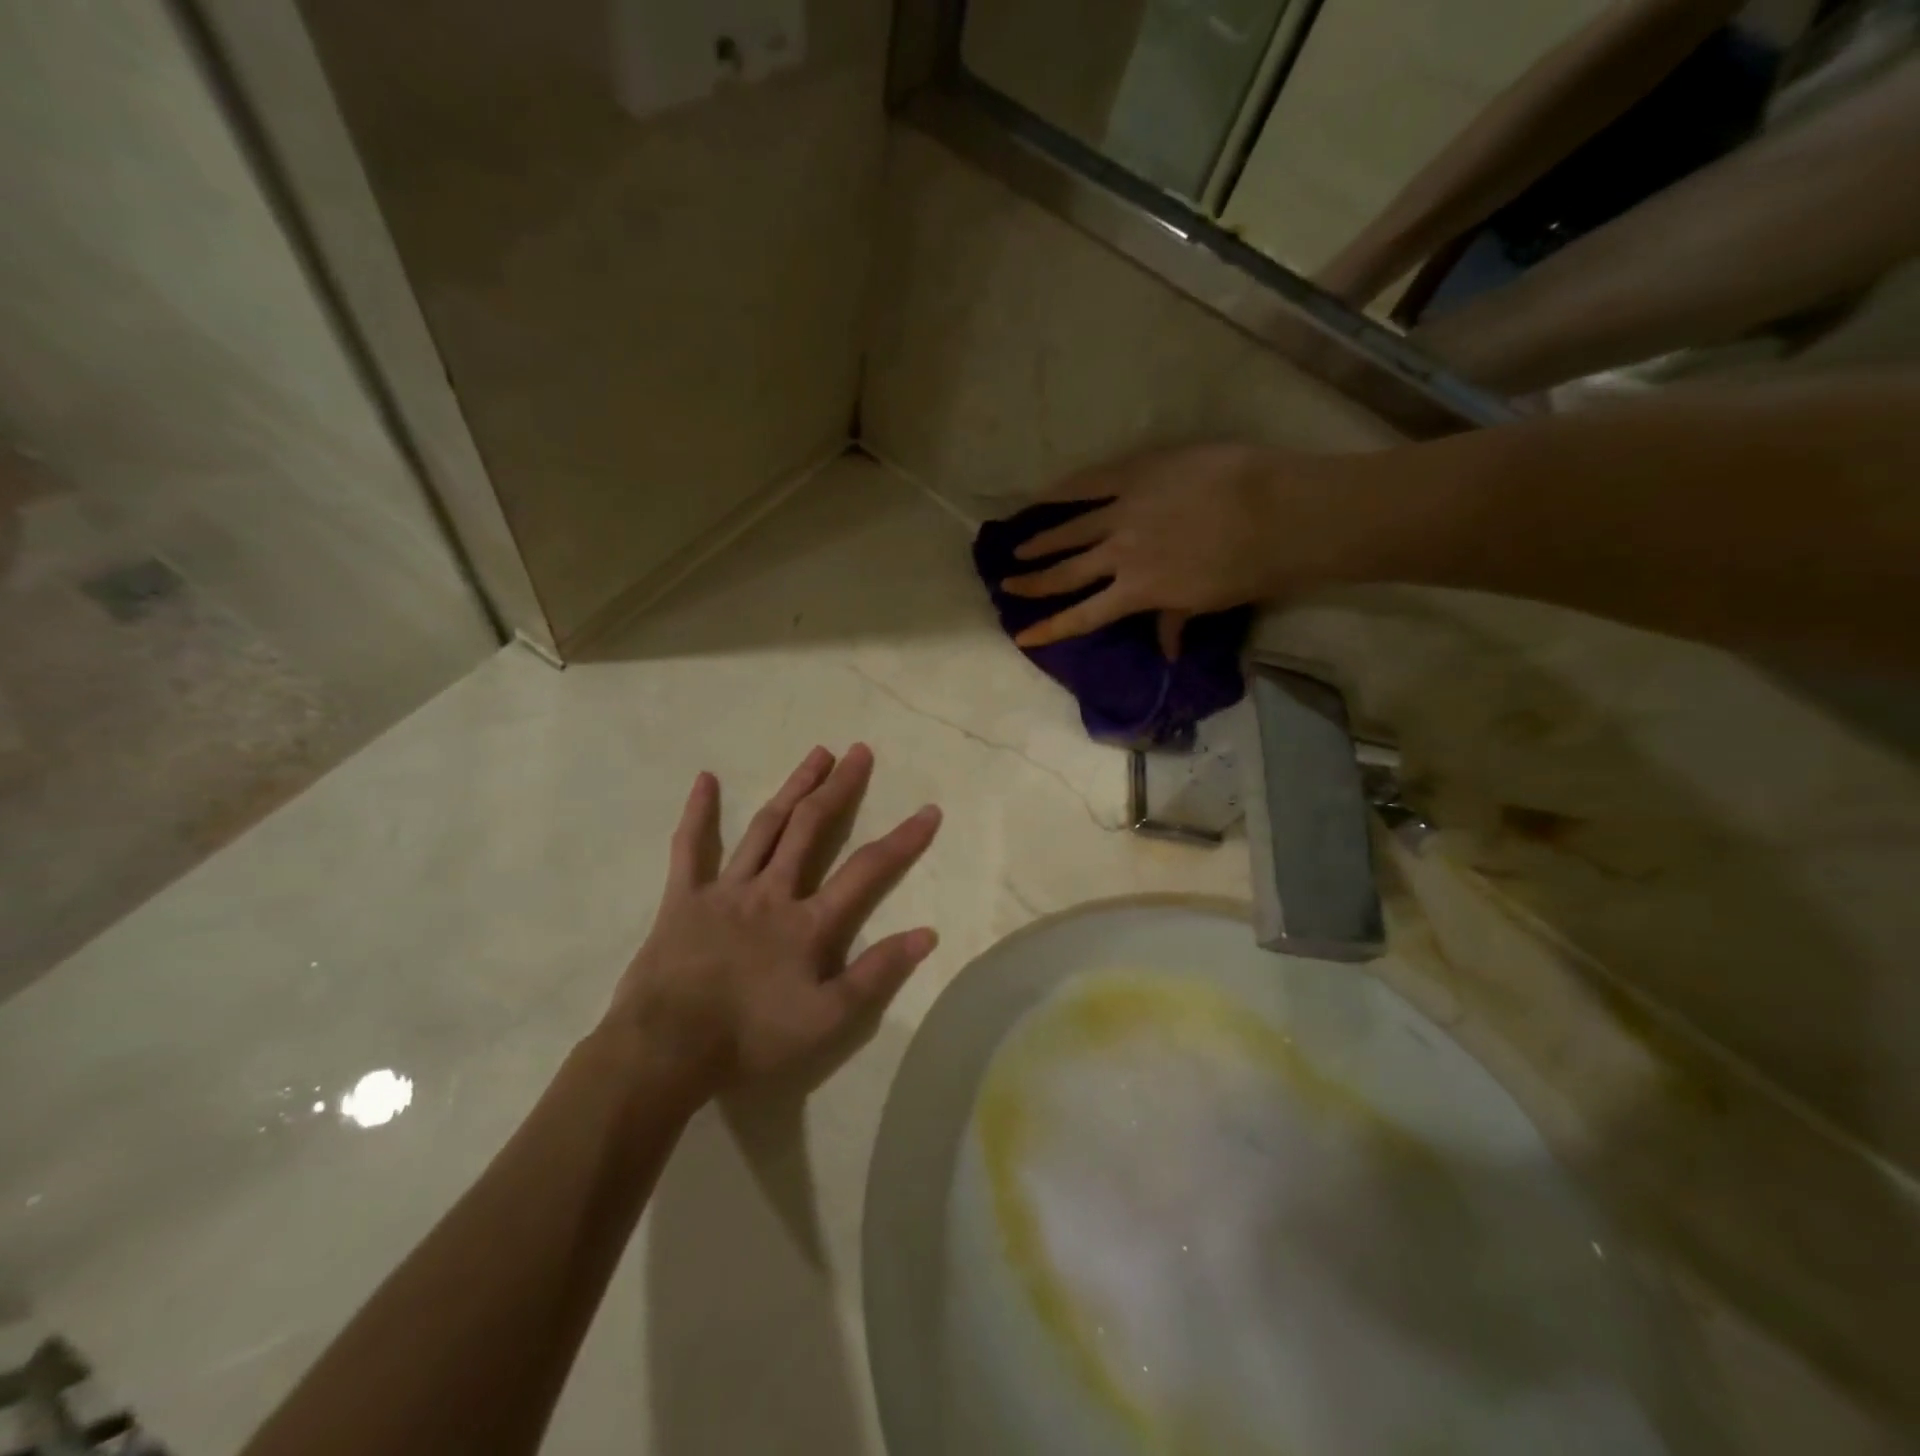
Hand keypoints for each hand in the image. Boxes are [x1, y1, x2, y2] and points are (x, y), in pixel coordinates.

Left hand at [609, 744, 940, 1098]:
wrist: (667, 1049)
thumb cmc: (751, 1037)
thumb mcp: (827, 1019)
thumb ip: (877, 973)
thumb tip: (927, 934)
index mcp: (808, 921)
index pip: (866, 870)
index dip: (902, 840)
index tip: (929, 810)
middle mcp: (772, 891)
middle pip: (811, 828)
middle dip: (839, 788)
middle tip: (859, 752)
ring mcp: (725, 889)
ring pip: (765, 827)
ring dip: (793, 788)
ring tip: (817, 754)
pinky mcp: (684, 897)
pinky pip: (690, 848)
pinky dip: (698, 813)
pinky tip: (705, 779)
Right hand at [1001, 444, 1374, 655]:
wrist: (1280, 511)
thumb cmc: (1251, 566)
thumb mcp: (1208, 602)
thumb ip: (1175, 620)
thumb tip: (1167, 653)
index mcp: (1138, 591)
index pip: (1083, 616)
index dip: (1050, 628)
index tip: (1022, 636)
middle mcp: (1120, 555)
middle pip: (1066, 573)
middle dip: (1033, 583)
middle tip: (1007, 584)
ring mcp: (1124, 512)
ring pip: (1070, 529)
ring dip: (1041, 540)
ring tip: (1018, 547)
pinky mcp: (1136, 474)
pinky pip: (1090, 482)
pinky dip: (1064, 491)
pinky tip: (1043, 495)